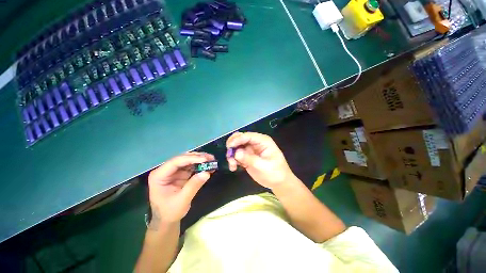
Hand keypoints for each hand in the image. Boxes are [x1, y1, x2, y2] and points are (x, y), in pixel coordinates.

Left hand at [147, 152, 213, 227]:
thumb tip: (206, 173)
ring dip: (200, 159)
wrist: (167, 220)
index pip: (175, 162)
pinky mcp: (180, 174)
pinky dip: (200, 165)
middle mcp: (165, 170)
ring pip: (188, 160)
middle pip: (182, 159)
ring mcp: (173, 171)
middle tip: (211, 157)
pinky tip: (208, 165)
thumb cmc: (170, 212)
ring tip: (212, 159)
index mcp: (159, 176)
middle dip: (197, 157)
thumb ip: (193, 186)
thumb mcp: (182, 200)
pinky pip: (191, 166)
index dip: (191, 159)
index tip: (205, 159)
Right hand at [226, 132, 295, 188]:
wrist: (279, 183)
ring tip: (232, 165)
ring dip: (232, 155)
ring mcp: (251, 150)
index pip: (248, 136)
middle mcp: (255, 143)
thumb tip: (236, 153)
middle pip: (240, 139)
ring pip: (237, 147)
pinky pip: (237, 155)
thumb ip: (249, 159)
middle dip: (233, 146)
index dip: (237, 139)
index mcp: (262, 141)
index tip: (229, 146)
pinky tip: (234, 168)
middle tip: (229, 155)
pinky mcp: (247, 157)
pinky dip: (233, 160)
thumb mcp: (263, 166)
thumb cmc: (275, 173)